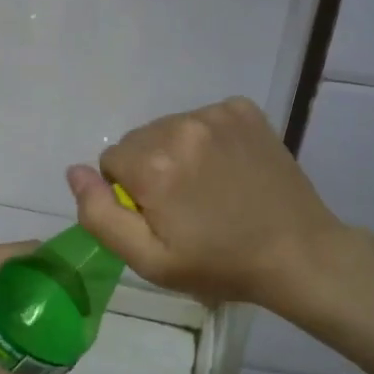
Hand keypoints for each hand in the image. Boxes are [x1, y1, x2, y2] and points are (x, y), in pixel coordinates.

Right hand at [66, 97, 348, 311]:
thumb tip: (75, 171)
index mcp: (153, 164)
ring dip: (177, 153)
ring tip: (209, 188)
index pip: (110, 162)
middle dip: (150, 169)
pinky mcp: (243, 109)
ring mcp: (216, 114)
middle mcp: (180, 127)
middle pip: (139, 141)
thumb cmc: (218, 264)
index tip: (160, 216)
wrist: (298, 252)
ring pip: (169, 128)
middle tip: (185, 206)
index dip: (129, 194)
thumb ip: (100, 215)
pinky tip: (228, 168)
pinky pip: (202, 118)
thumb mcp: (149, 259)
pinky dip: (206, 140)